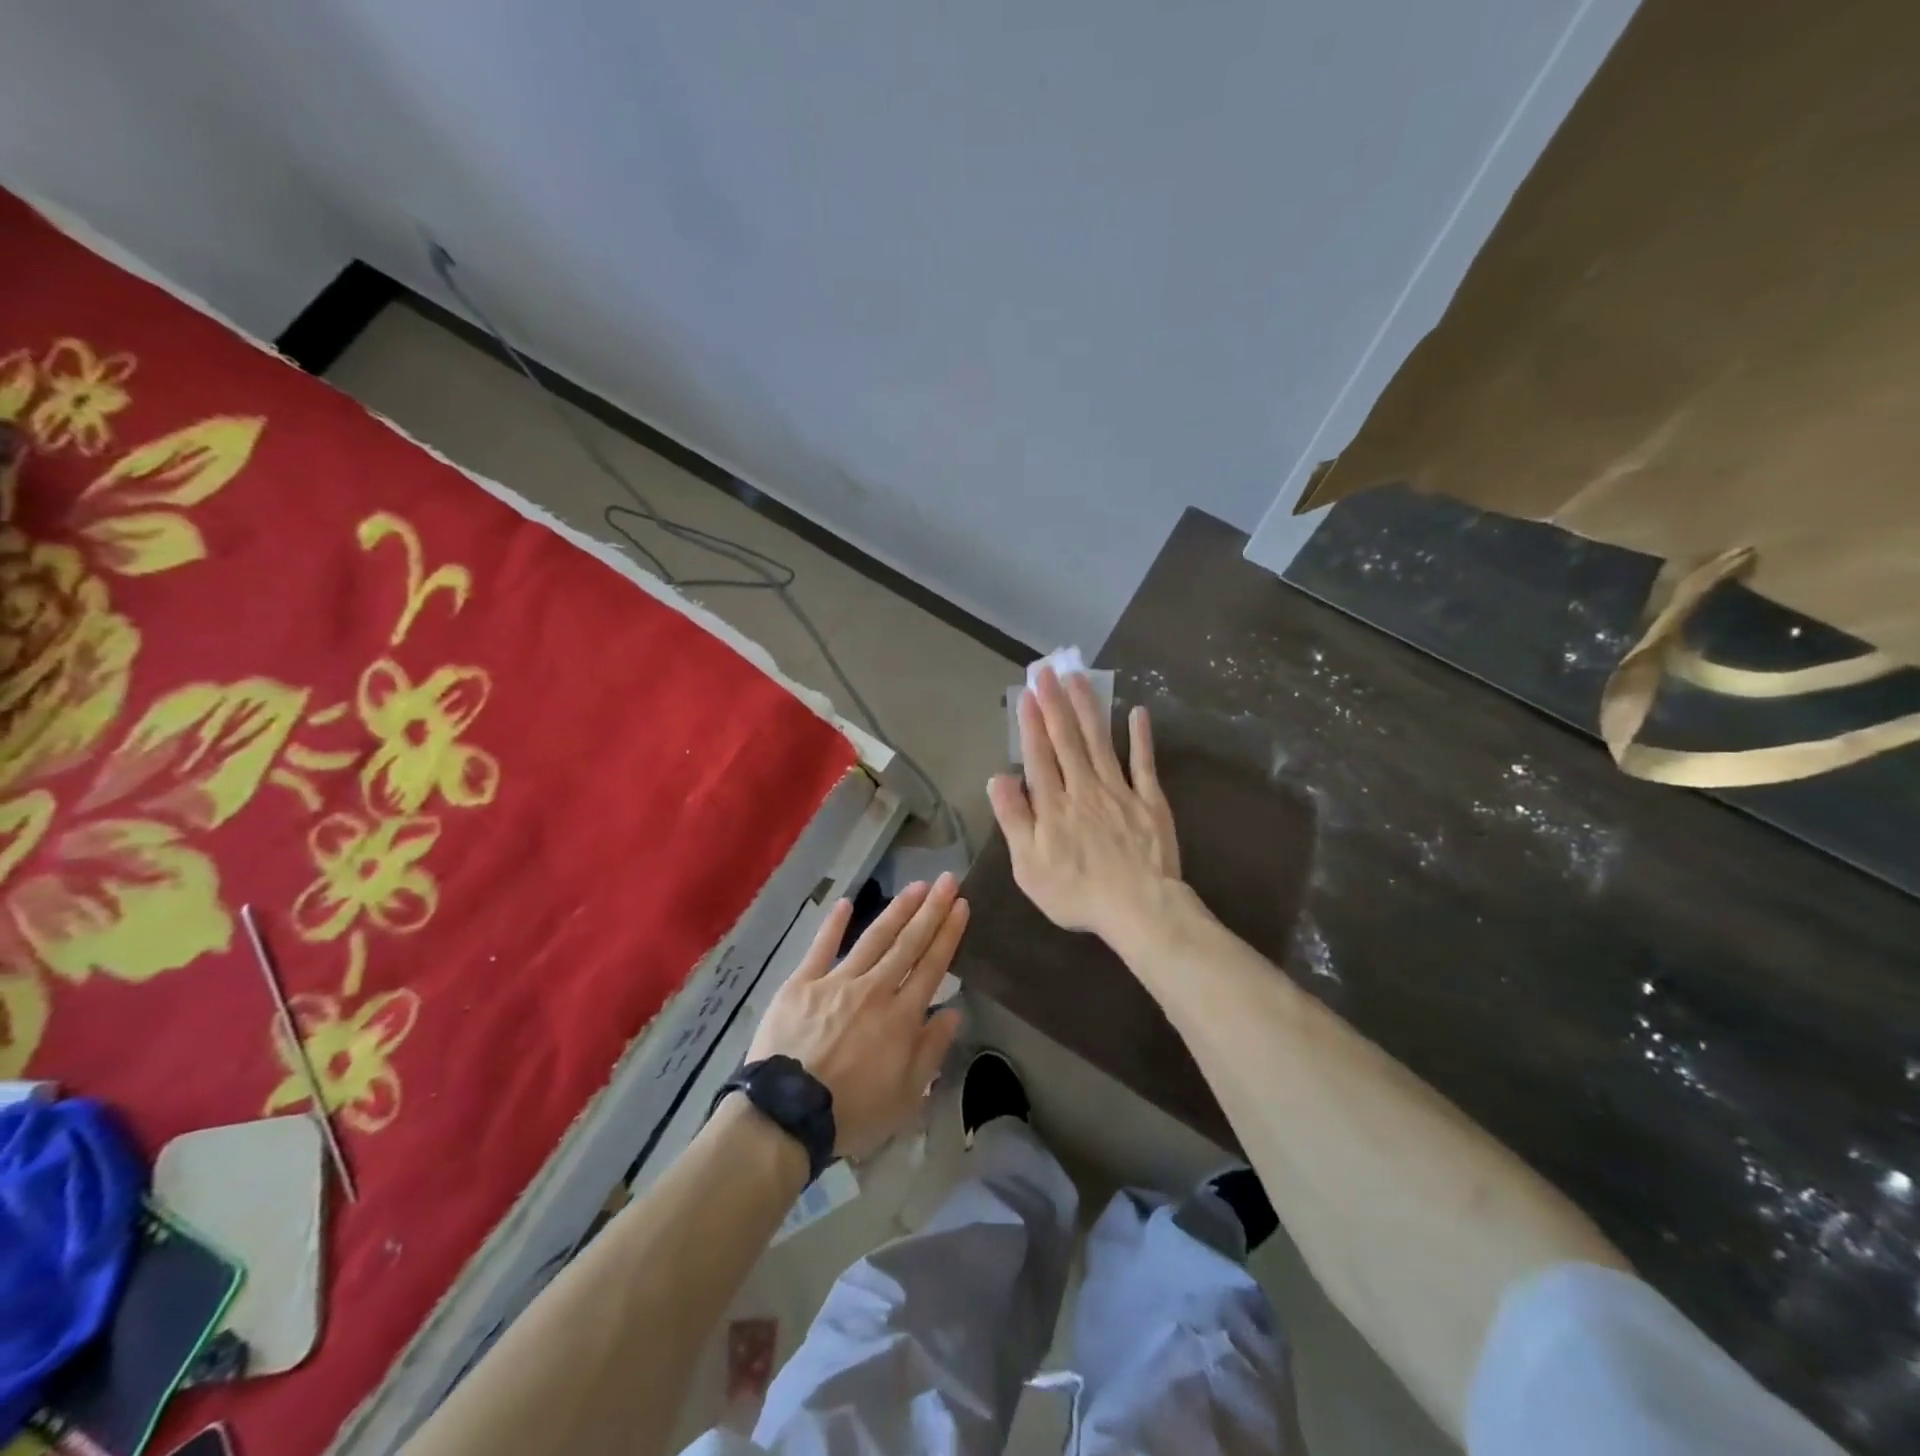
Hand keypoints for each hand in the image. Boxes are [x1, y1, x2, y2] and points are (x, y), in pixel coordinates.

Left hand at [745, 874, 967, 1159]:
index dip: (948, 933)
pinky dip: (834, 925)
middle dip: (931, 910)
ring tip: (916, 886)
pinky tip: (847, 903)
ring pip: (873, 939)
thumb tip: (953, 1011)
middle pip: (908, 943)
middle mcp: (874, 990)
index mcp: (901, 1017)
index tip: (962, 905)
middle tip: (948, 880)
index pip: (931, 966)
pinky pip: (821, 948)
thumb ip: (931, 1050)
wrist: (786, 1115)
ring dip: (897, 910)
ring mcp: (836, 982)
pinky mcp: (801, 983)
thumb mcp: (906, 1097)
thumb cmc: (851, 1113)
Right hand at [988, 666, 1180, 944]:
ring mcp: (1119, 791)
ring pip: (1100, 742)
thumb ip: (1014, 819)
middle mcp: (1084, 788)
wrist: (1138, 908)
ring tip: (1079, 678)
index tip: (1027, 694)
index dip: (1031, 724)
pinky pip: (1143, 763)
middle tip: (1048, 670)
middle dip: (1056, 703)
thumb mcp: (1029, 866)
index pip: (1038, 756)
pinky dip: (1140, 737)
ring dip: (1088, 708)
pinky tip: (1137, 712)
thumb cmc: (1076, 892)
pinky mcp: (1149, 801)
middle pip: (1067, 740)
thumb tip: (998, 778)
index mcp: (1053, 805)